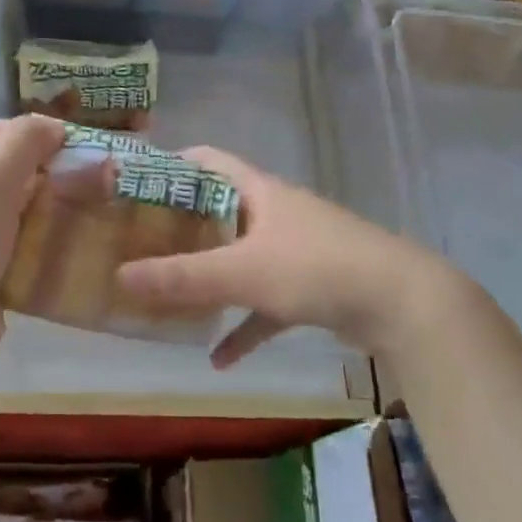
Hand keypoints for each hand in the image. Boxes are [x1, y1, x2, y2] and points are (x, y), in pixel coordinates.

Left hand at [0, 115, 66, 364]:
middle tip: (79, 177)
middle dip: (41, 168)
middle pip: (0, 164)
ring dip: (41, 199)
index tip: (72, 147)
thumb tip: (54, 126)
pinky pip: (8, 231)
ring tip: (76, 204)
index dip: (33, 133)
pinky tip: (57, 234)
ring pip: (8, 199)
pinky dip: (33, 229)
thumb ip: (23, 141)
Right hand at [113, 147, 469, 367]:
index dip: (171, 165)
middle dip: (183, 229)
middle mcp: (276, 213)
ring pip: (242, 260)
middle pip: (220, 212)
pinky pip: (266, 304)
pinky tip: (219, 359)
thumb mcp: (242, 272)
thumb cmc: (316, 268)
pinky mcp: (313, 288)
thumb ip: (182, 277)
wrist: (402, 303)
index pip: (208, 161)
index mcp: (260, 192)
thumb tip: (119, 277)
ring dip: (211, 280)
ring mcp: (296, 251)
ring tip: (170, 299)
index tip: (134, 185)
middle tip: (141, 246)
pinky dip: (244, 327)